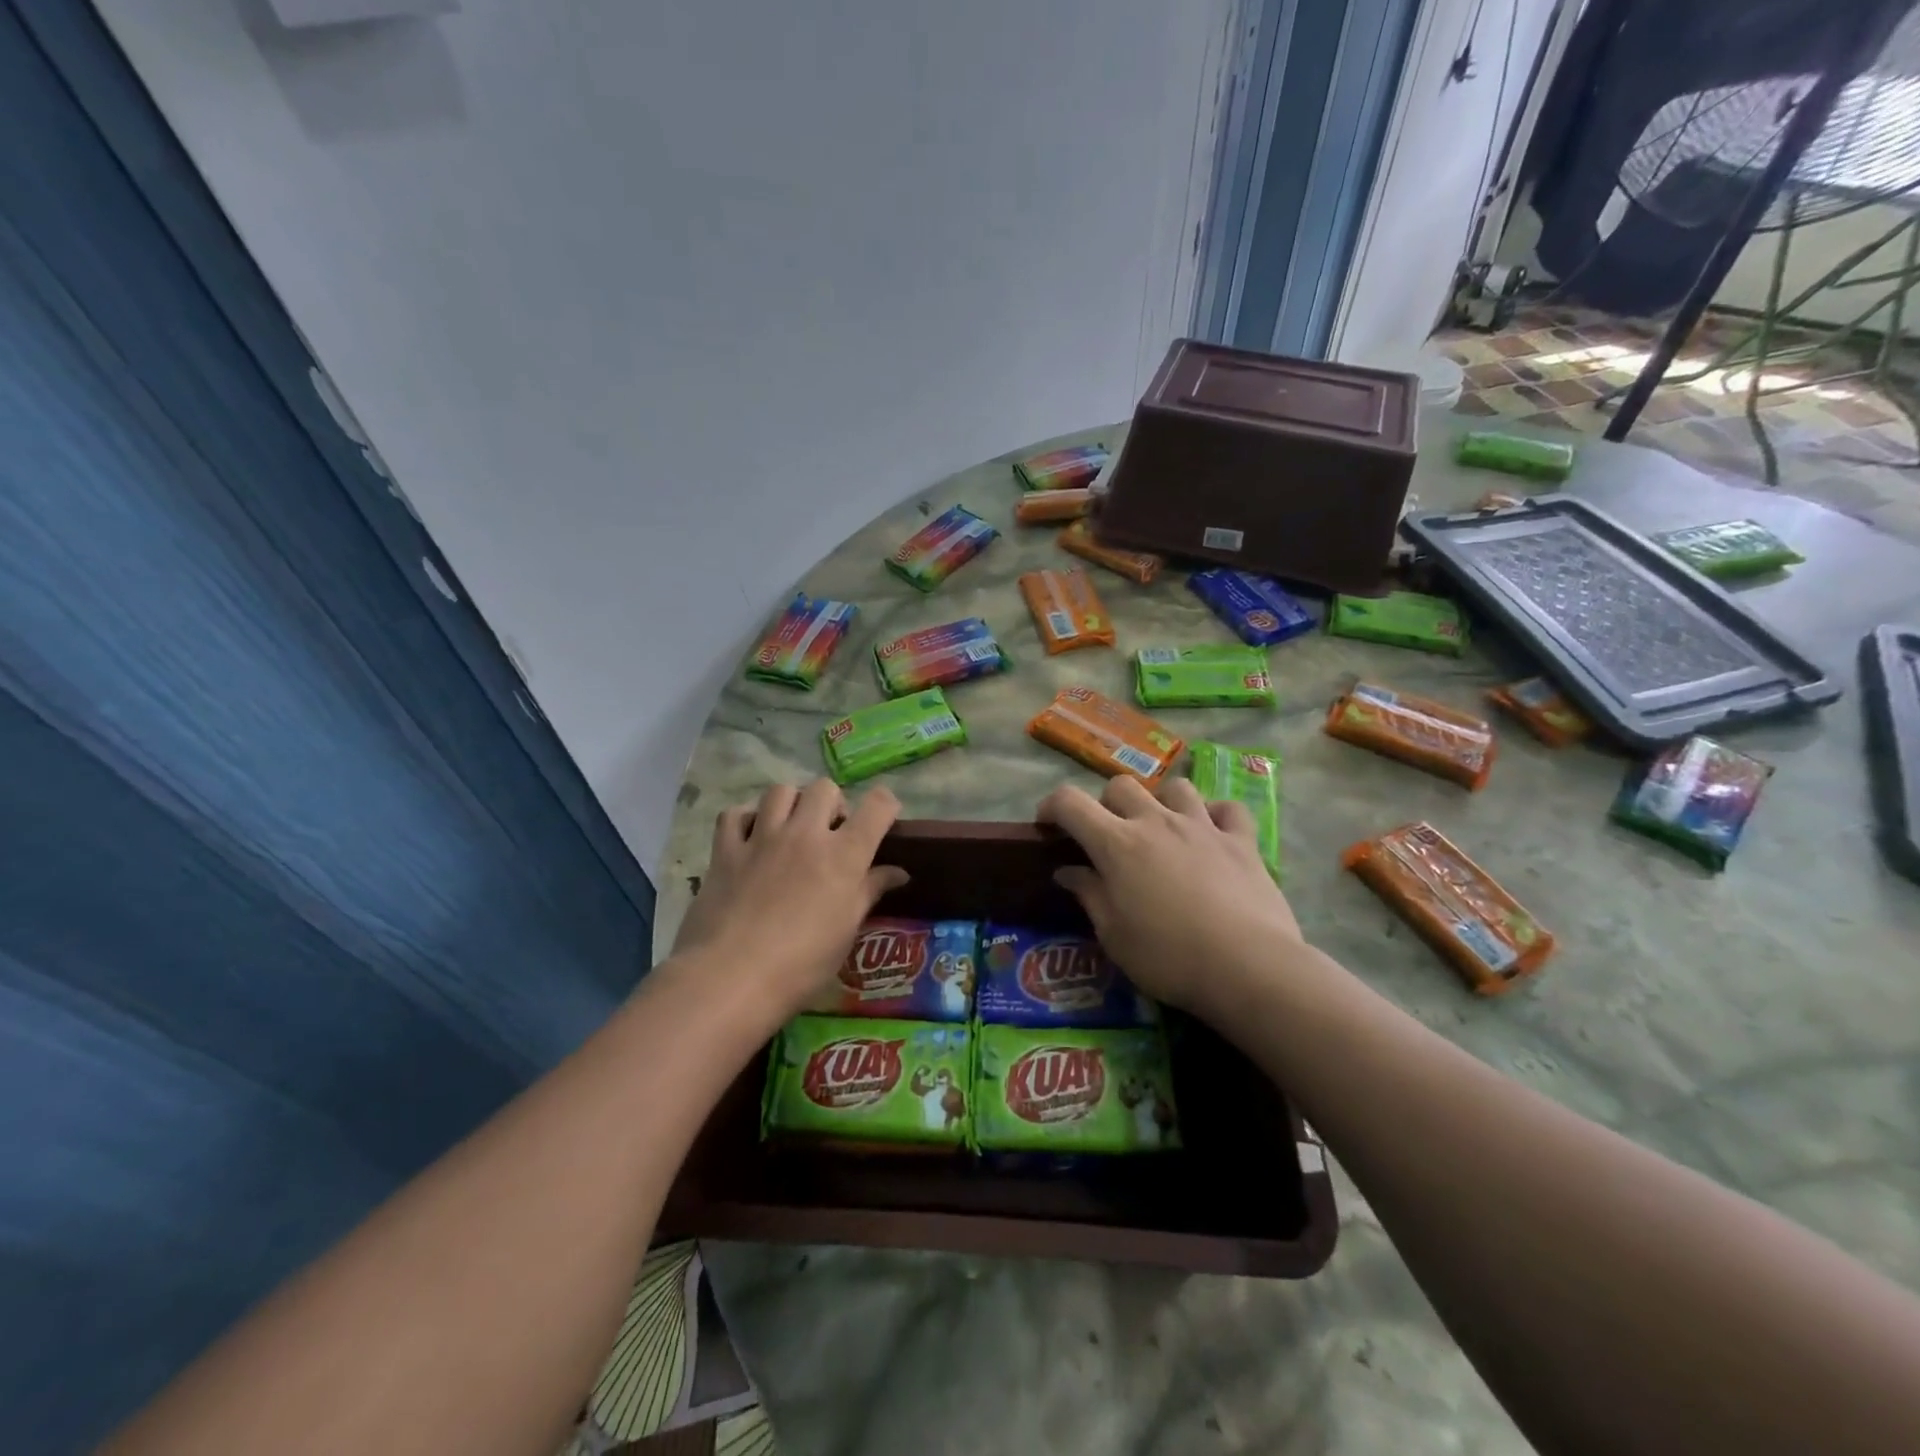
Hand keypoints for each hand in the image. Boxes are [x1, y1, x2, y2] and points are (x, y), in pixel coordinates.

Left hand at [671, 780, 907, 1022]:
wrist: (732, 977)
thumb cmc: (802, 963)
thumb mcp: (847, 930)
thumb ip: (870, 891)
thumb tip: (899, 872)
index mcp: (844, 855)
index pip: (877, 806)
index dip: (886, 805)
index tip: (883, 819)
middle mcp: (805, 834)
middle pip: (825, 788)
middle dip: (833, 804)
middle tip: (830, 833)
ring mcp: (762, 838)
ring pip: (781, 791)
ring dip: (791, 803)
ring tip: (790, 829)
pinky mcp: (726, 850)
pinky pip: (734, 814)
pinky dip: (745, 819)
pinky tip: (750, 838)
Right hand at [1037, 777, 1305, 1018]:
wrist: (1247, 967)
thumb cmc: (1168, 957)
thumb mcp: (1114, 936)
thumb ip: (1089, 895)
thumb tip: (1067, 871)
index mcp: (1117, 844)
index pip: (1070, 802)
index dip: (1052, 806)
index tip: (1048, 825)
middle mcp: (1156, 822)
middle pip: (1121, 786)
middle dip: (1106, 804)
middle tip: (1109, 837)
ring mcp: (1202, 826)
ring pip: (1175, 787)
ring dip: (1161, 802)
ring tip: (1162, 829)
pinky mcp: (1242, 840)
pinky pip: (1228, 809)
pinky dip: (1216, 815)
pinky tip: (1213, 832)